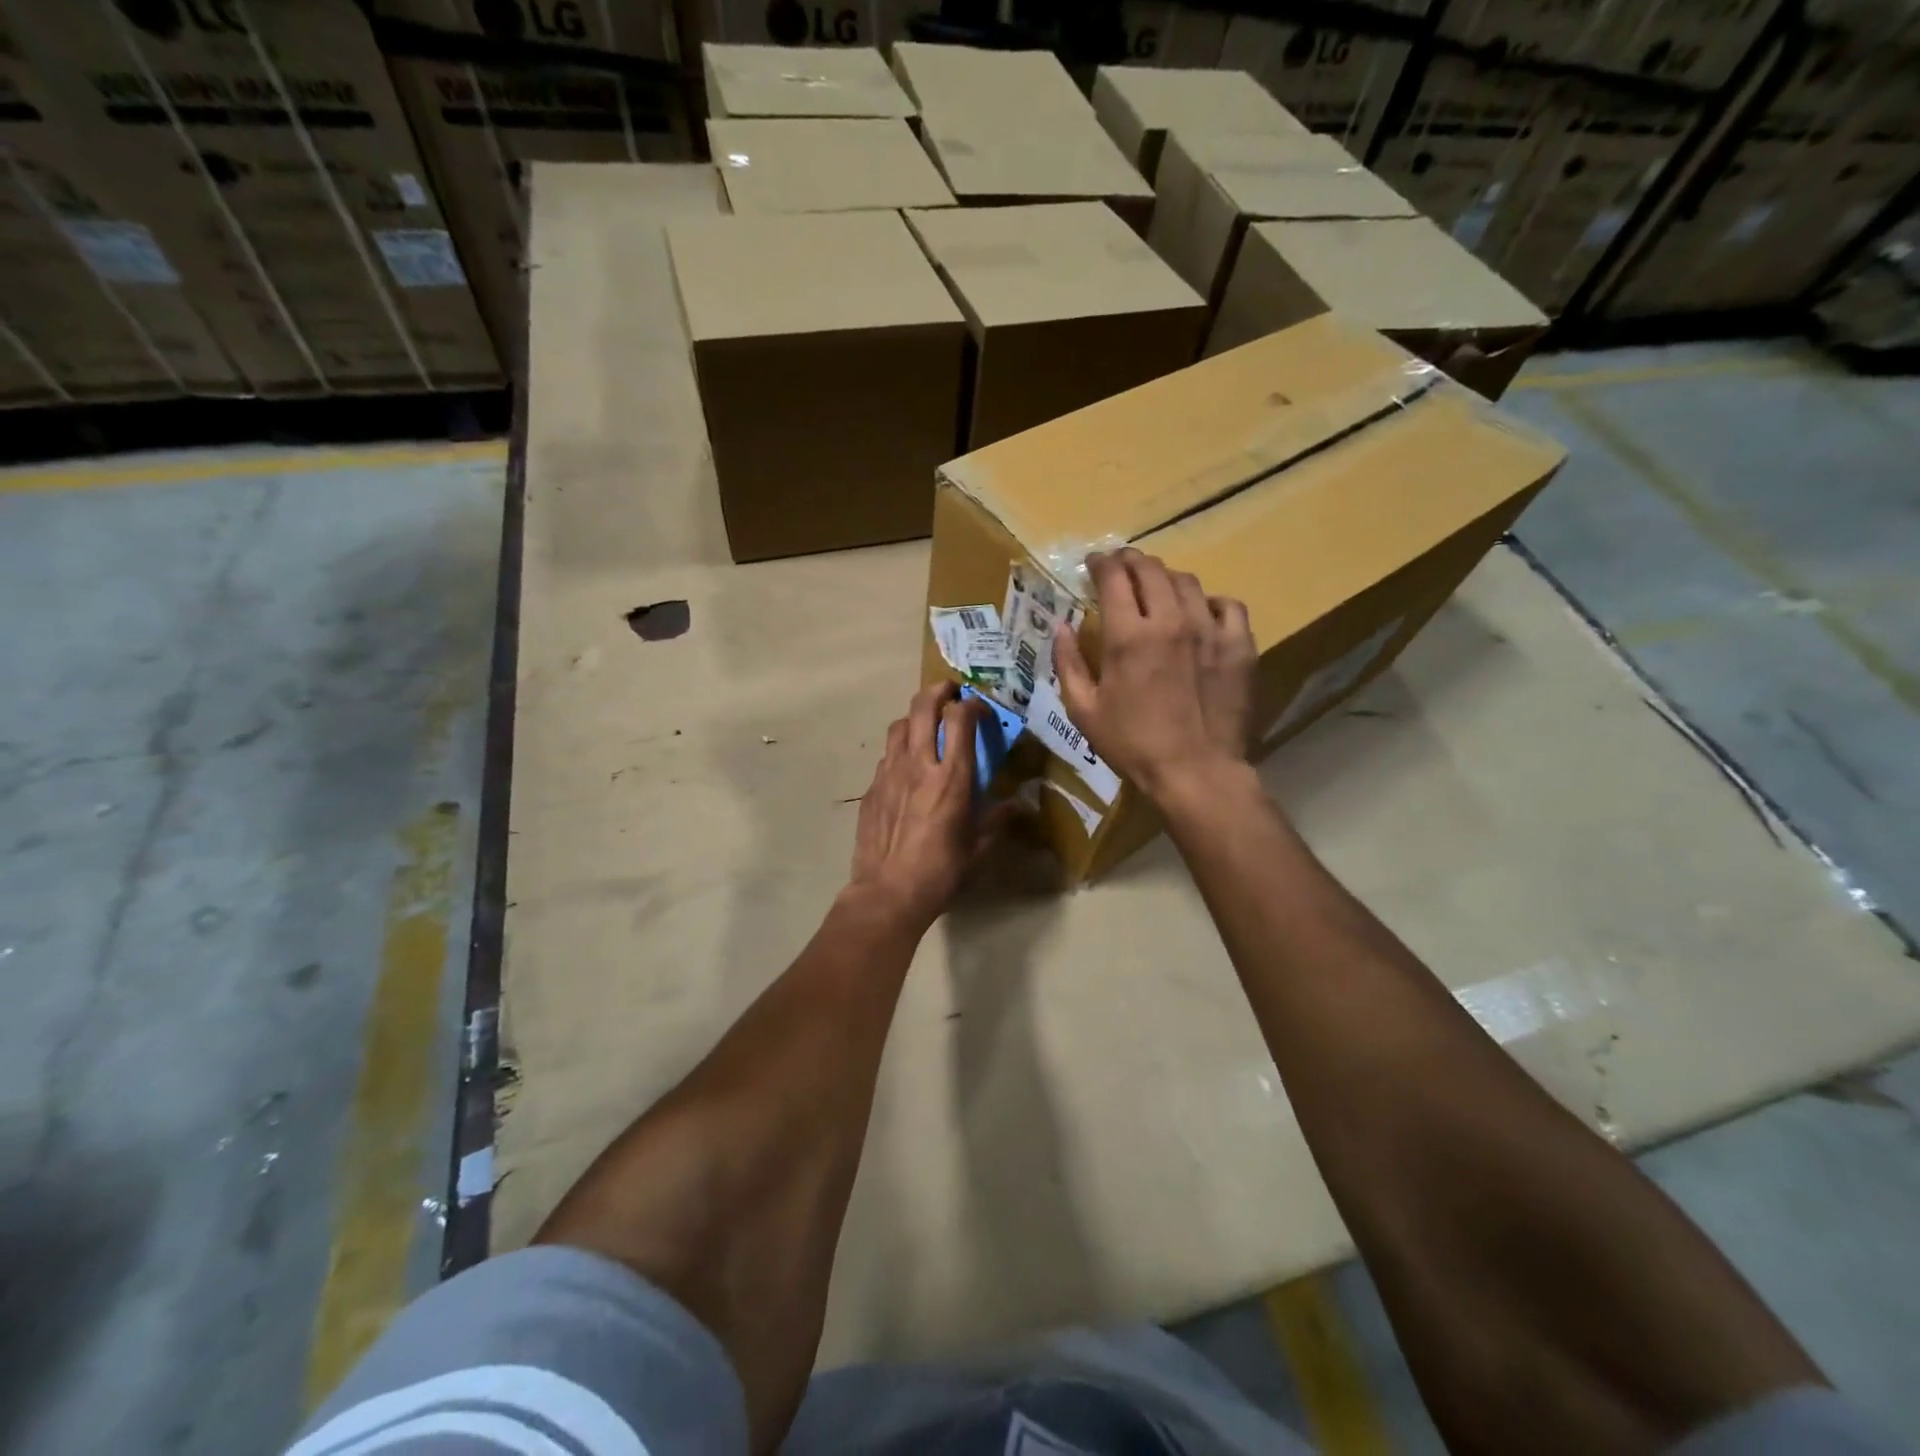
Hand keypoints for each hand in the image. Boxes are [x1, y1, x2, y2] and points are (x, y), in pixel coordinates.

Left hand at [849, 683, 1005, 928]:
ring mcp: (890, 773)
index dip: (972, 705)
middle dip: (939, 691)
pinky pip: (887, 754)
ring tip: (926, 726)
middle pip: (923, 706)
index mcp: (951, 777)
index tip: (981, 709)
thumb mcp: (978, 846)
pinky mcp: (872, 787)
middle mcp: (918, 764)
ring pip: (899, 724)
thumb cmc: (941, 871)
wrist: (888, 892)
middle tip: (951, 693)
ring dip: (915, 716)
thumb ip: (998, 818)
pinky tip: (907, 766)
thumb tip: (1021, 805)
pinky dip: (900, 748)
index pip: (960, 718)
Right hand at [1054, 549, 1256, 801]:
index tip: (1093, 563)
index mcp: (1128, 636)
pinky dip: (1209, 602)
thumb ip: (1068, 663)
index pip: (1113, 577)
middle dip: (1130, 561)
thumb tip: (1060, 626)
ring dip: (1165, 578)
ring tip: (1157, 588)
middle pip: (1150, 569)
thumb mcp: (1084, 710)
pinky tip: (1200, 613)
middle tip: (1121, 566)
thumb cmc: (1133, 745)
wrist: (1196, 772)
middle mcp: (1170, 621)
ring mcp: (1210, 630)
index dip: (1100, 562)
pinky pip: (1227, 605)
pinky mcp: (1239, 646)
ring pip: (1187, 582)